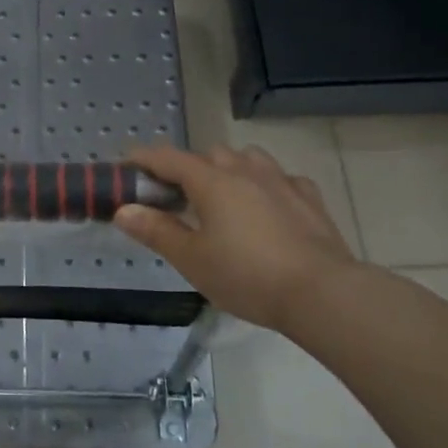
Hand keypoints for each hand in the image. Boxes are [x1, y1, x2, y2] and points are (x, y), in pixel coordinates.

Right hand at [116, 144, 361, 329]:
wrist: (323, 293)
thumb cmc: (247, 275)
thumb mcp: (192, 259)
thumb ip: (156, 231)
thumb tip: (124, 210)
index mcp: (211, 181)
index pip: (168, 158)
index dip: (144, 158)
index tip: (127, 165)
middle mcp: (244, 170)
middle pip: (208, 154)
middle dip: (188, 168)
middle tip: (177, 197)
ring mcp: (281, 180)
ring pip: (247, 158)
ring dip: (229, 168)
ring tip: (223, 195)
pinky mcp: (309, 198)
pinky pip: (281, 178)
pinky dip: (266, 185)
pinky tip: (268, 206)